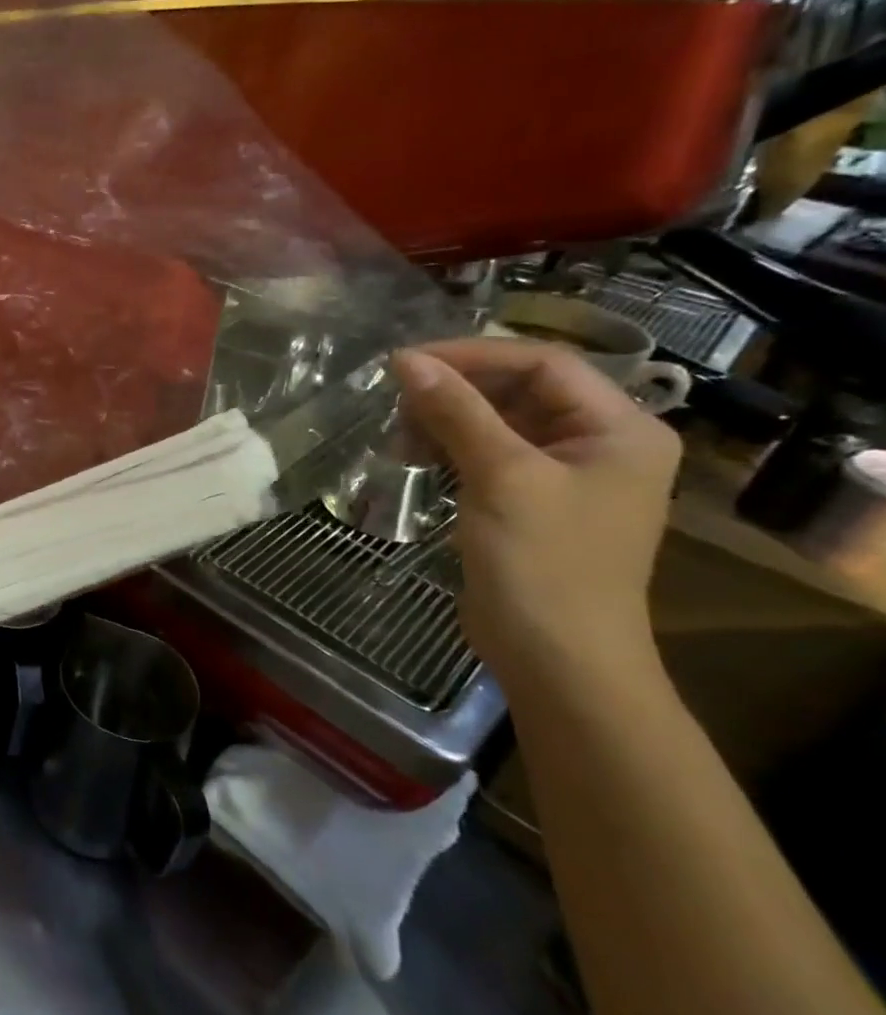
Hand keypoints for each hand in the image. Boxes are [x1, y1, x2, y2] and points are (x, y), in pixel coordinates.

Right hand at [394, 338, 681, 699]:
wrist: (558, 660)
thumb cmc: (544, 563)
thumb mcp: (501, 477)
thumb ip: (456, 412)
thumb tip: (406, 360)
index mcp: (620, 429)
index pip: (543, 363)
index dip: (473, 355)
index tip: (405, 363)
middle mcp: (599, 443)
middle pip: (519, 389)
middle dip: (454, 390)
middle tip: (394, 400)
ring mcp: (563, 475)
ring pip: (496, 421)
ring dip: (444, 420)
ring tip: (397, 435)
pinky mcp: (529, 501)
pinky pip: (486, 454)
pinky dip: (447, 448)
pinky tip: (411, 457)